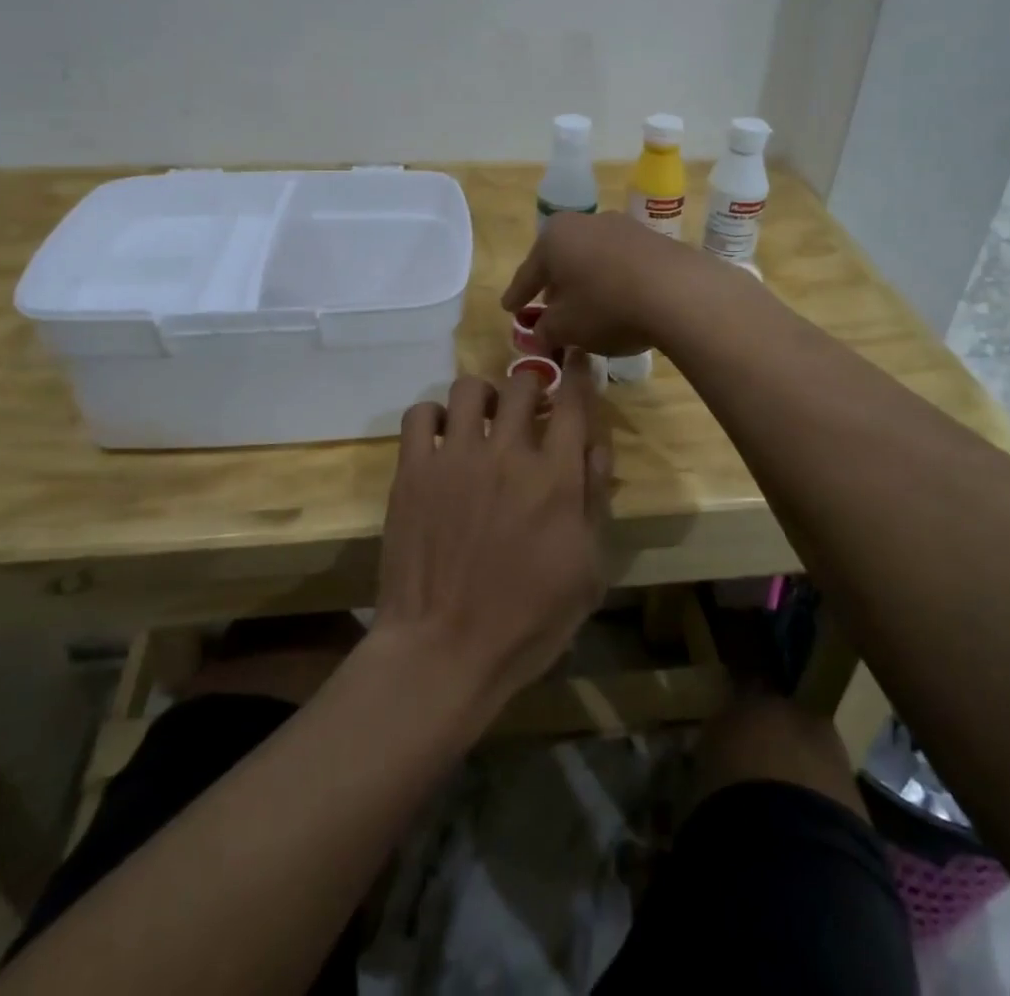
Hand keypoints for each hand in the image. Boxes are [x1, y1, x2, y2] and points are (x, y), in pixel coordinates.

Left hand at [372, 356, 611, 718]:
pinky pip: (421, 414)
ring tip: (484, 420)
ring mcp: (455, 458)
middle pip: (523, 383)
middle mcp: (507, 454)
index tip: (576, 358)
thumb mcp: (588, 570)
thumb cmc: (527, 621)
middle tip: (530, 405)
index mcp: (555, 478)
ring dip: (485, 396)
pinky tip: (442, 438)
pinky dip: (435, 416)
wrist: (443, 650)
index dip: (577, 373)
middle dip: (533, 383)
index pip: (573, 402)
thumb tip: (595, 445)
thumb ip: (595, 500)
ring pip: (471, 388)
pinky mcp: (413, 470)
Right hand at [501, 211, 709, 356]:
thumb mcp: (566, 327)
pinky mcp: (654, 240)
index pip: (528, 272)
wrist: (678, 292)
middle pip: (562, 259)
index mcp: (554, 237)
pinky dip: (614, 281)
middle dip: (554, 285)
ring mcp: (623, 227)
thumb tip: (538, 334)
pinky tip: (620, 303)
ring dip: (586, 282)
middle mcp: (586, 222)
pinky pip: (622, 263)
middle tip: (548, 310)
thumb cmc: (606, 306)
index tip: (509, 308)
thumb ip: (545, 330)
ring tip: (586, 309)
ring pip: (593, 259)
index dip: (517, 295)